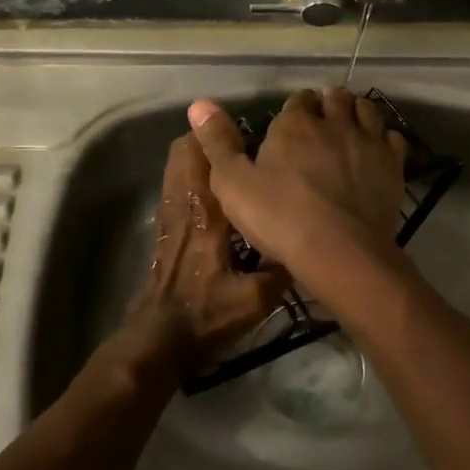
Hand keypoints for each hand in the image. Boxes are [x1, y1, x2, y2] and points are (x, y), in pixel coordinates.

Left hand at [122, 132, 286, 374]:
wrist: (160, 338)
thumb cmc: (207, 314)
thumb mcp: (256, 299)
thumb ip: (282, 267)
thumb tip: (309, 243)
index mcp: (207, 211)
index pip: (208, 156)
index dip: (226, 135)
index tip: (255, 131)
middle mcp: (185, 202)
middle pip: (185, 148)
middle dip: (212, 138)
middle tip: (248, 143)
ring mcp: (170, 212)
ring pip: (177, 163)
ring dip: (201, 154)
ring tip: (237, 160)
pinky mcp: (166, 225)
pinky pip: (177, 182)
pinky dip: (194, 173)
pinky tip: (223, 189)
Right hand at [187, 88, 407, 282]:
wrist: (339, 250)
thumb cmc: (279, 217)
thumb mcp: (232, 183)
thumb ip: (217, 141)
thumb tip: (199, 103)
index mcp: (295, 124)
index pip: (298, 100)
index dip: (295, 109)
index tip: (291, 123)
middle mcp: (334, 123)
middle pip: (335, 98)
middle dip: (328, 103)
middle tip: (322, 120)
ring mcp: (368, 142)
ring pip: (366, 110)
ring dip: (357, 111)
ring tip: (349, 124)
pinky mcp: (392, 165)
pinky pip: (392, 138)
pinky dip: (383, 138)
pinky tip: (377, 149)